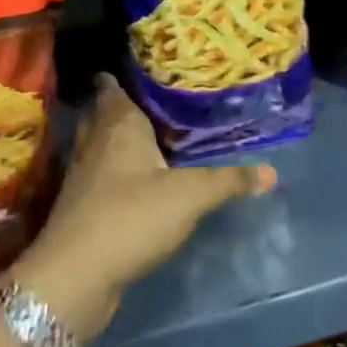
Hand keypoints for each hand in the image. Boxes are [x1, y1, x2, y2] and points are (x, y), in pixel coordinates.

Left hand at [14, 74, 276, 339]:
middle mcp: (95, 143)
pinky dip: (110, 173)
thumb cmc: (132, 216)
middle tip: (147, 101)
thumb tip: (272, 171)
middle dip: (117, 107)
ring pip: (96, 146)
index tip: (139, 70)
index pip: (113, 88)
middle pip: (101, 115)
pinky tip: (131, 182)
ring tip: (141, 137)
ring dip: (112, 140)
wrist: (75, 276)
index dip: (120, 77)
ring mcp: (82, 177)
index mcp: (119, 125)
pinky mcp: (79, 209)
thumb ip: (229, 181)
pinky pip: (97, 177)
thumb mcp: (190, 196)